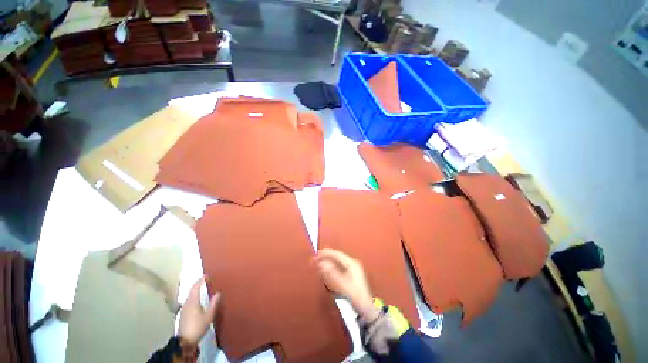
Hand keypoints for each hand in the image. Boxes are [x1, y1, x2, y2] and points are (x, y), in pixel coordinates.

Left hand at [179, 275, 220, 345]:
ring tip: (202, 286)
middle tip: (205, 279)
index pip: (196, 287)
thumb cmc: (198, 327)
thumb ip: (214, 303)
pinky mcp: (184, 313)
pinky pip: (189, 300)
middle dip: (198, 283)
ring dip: (195, 289)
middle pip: (191, 290)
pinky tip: (197, 298)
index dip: (201, 280)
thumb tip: (218, 292)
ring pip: (190, 295)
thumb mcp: (209, 316)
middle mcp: (187, 303)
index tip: (207, 274)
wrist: (185, 341)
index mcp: (193, 301)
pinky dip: (194, 295)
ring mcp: (184, 308)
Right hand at [314, 248, 379, 321]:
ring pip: (337, 261)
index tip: (316, 253)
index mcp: (352, 263)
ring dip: (328, 261)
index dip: (326, 253)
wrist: (366, 308)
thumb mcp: (342, 284)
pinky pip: (338, 267)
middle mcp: (352, 263)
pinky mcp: (350, 275)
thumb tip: (321, 263)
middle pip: (337, 256)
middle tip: (315, 258)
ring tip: (318, 262)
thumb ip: (331, 273)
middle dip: (326, 256)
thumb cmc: (355, 295)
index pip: (337, 254)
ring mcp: (352, 269)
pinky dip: (331, 267)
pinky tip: (326, 270)